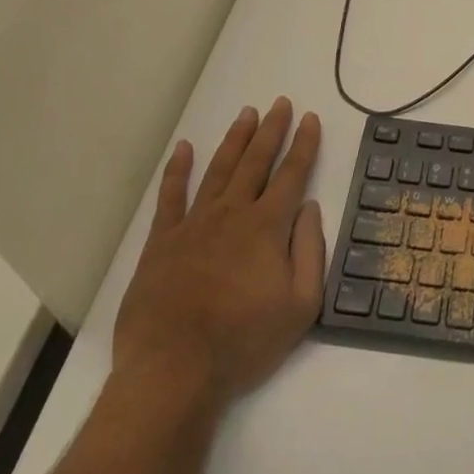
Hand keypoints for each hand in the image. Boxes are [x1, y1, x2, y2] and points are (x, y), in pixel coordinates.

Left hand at [113, 98, 325, 411]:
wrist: (173, 371)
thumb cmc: (243, 341)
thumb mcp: (301, 306)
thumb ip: (310, 251)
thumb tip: (309, 208)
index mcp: (267, 226)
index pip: (292, 173)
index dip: (304, 144)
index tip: (311, 118)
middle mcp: (233, 213)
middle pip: (256, 161)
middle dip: (271, 129)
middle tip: (280, 103)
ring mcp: (194, 224)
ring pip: (219, 169)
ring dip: (235, 139)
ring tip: (246, 113)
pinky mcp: (162, 242)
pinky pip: (171, 196)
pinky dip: (178, 170)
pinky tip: (184, 148)